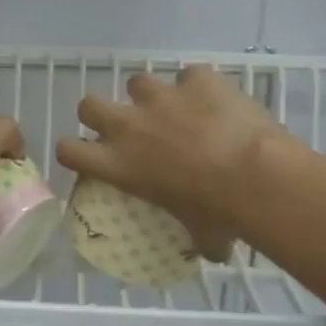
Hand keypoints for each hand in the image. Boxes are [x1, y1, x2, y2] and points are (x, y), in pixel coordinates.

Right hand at [56, 66, 284, 259]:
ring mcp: (161, 96)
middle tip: (125, 126)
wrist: (256, 175)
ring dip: (151, 96)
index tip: (88, 156)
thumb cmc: (219, 213)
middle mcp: (129, 125)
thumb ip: (194, 237)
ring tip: (175, 109)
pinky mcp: (196, 78)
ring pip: (137, 82)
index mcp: (119, 165)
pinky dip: (200, 87)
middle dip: (101, 112)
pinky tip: (217, 101)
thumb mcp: (197, 233)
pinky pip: (191, 75)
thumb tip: (209, 250)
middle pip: (88, 104)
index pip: (69, 151)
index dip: (74, 151)